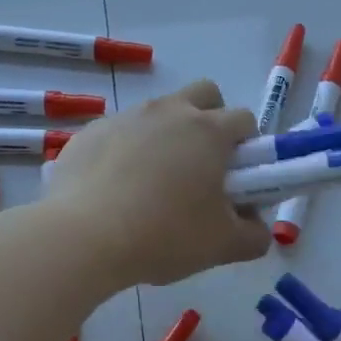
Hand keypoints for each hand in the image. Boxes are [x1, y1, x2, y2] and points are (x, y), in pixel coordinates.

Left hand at [43, 79, 271, 286]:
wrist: (84, 237)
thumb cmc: (164, 235)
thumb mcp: (224, 246)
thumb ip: (254, 235)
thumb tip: (256, 226)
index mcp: (209, 130)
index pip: (245, 120)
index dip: (248, 149)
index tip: (238, 180)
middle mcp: (169, 111)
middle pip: (204, 95)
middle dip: (211, 121)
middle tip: (201, 169)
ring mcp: (125, 117)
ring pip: (158, 114)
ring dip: (166, 137)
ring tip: (153, 187)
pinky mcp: (88, 133)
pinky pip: (118, 134)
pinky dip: (125, 153)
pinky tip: (115, 192)